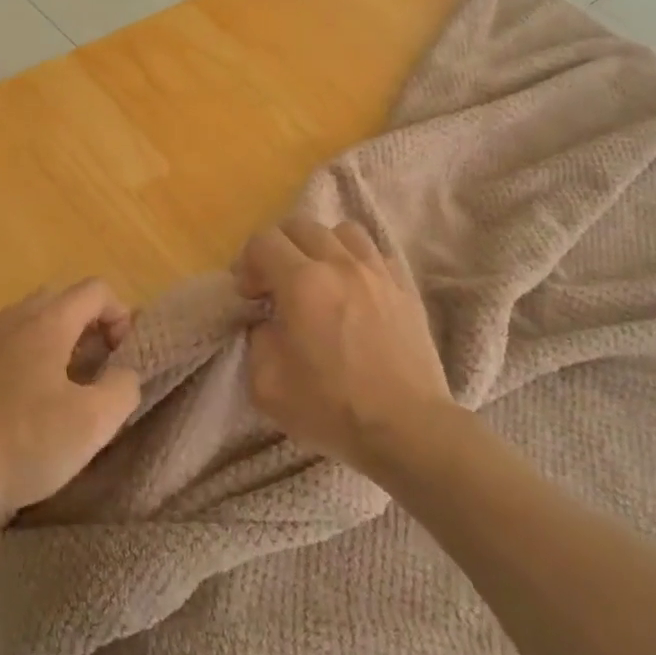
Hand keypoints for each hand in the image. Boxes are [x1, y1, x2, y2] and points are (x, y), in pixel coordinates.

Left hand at [0, 280, 142, 523]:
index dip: (119, 316)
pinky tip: (7, 373)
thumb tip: (122, 373)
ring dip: (50, 336)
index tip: (121, 357)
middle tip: (96, 369)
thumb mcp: (95, 422)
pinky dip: (6, 347)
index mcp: (49, 322)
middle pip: (61, 299)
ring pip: (24, 316)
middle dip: (87, 325)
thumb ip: (123, 386)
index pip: (96, 290)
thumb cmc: (27, 442)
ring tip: (57, 378)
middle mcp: (13, 318)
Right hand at [235, 217, 454, 473]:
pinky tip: (354, 290)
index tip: (250, 296)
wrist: (408, 429)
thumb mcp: (267, 386)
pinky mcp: (405, 287)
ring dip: (320, 247)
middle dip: (278, 248)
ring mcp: (378, 272)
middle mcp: (340, 264)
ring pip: (342, 230)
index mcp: (302, 283)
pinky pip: (376, 253)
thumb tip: (267, 321)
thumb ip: (256, 341)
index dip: (247, 263)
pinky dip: (357, 261)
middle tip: (276, 284)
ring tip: (318, 278)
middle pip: (299, 225)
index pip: (263, 241)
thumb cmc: (333, 409)